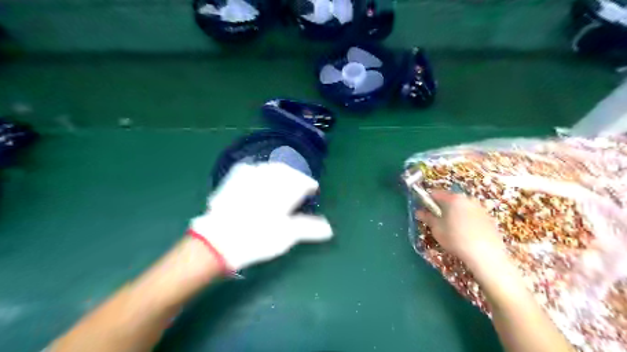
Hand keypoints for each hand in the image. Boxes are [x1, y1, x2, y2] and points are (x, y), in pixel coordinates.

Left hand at [190, 163, 332, 271]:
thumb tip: (329, 229)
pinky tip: (256, 176)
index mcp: (284, 190)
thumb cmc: (258, 238)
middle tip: (299, 183)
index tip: (313, 188)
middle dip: (295, 176)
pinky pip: (249, 169)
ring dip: (278, 172)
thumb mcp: (287, 235)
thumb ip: (309, 228)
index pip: (302, 181)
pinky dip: (258, 171)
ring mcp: (249, 178)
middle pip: (286, 171)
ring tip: (281, 179)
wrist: (219, 240)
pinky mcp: (232, 181)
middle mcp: (268, 179)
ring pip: (268, 168)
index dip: (309, 184)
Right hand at [418, 190, 505, 267]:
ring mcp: (479, 207)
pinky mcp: (488, 217)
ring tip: (451, 228)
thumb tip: (419, 212)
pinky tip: (464, 233)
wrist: (486, 255)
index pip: (435, 194)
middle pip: (449, 199)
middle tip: (436, 221)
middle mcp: (467, 198)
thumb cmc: (456, 239)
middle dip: (441, 207)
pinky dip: (465, 219)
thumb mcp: (437, 229)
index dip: (426, 201)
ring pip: (461, 207)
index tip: (424, 211)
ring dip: (453, 213)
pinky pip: (471, 214)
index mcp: (453, 198)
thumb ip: (427, 217)